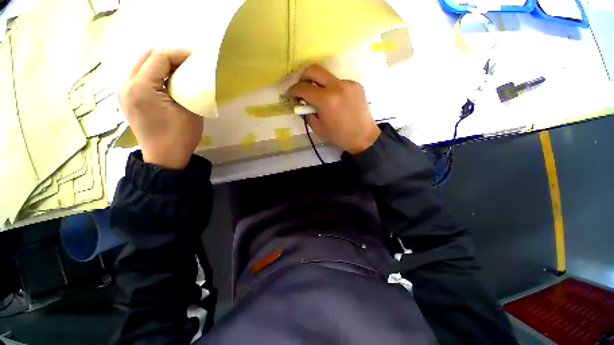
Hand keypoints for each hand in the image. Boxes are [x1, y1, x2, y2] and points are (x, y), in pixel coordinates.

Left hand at [119, 49, 202, 168]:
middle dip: (170, 55)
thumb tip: (192, 74)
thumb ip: (188, 88)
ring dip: (162, 63)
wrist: (164, 158)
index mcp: (141, 88)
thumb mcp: (190, 111)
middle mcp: (126, 85)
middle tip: (189, 63)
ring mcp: (123, 91)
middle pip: (146, 55)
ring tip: (181, 70)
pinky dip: (155, 72)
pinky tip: (168, 80)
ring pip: (141, 63)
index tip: (197, 57)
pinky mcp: (127, 97)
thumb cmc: (180, 137)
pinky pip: (139, 75)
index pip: (159, 57)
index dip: (179, 53)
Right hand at [286, 64, 380, 154]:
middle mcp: (337, 86)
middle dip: (303, 76)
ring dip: (319, 84)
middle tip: (301, 88)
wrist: (364, 137)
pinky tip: (334, 101)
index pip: (303, 88)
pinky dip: (331, 89)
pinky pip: (338, 82)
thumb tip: (301, 103)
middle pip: (314, 69)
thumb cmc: (339, 136)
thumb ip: (307, 113)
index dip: (293, 90)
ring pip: (327, 76)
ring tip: (320, 98)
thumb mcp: (318, 128)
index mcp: (326, 100)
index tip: (289, 94)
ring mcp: (348, 83)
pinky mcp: (356, 85)